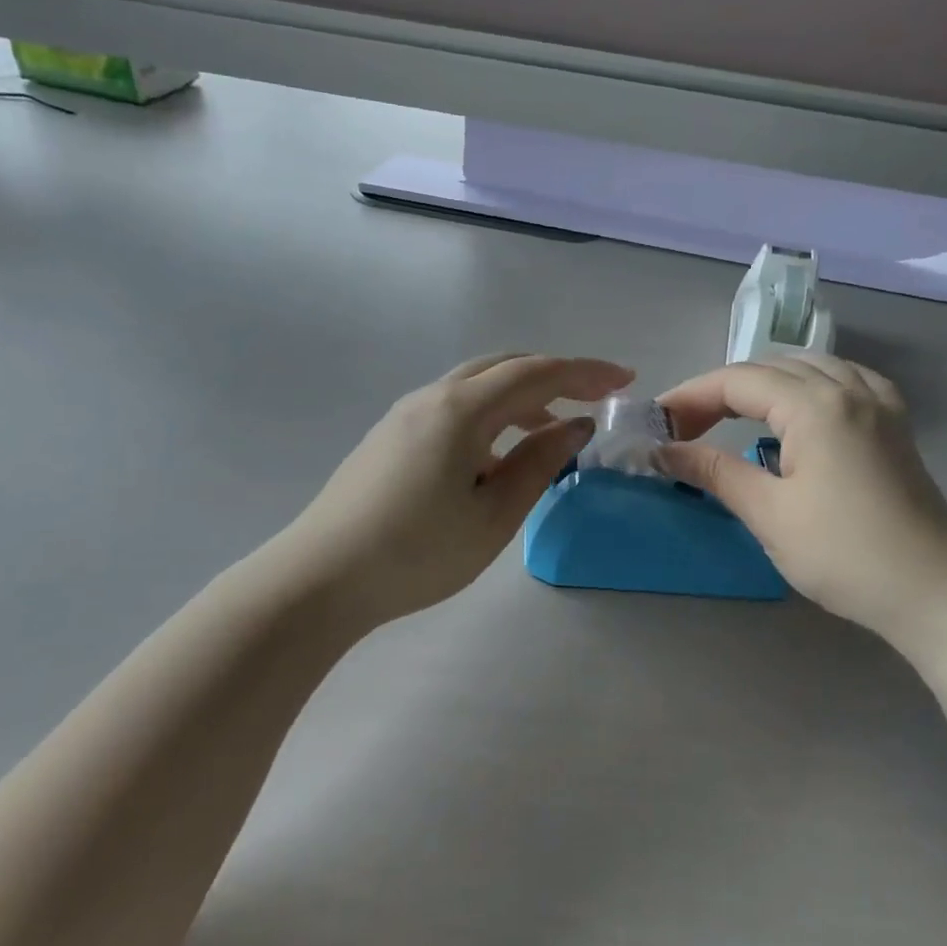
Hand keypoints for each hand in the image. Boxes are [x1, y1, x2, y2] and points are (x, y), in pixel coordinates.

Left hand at [274, 353, 633, 628]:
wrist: (320, 578)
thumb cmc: (417, 553)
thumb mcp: (493, 515)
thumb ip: (539, 463)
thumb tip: (575, 424)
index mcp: (461, 409)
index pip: (536, 373)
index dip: (586, 372)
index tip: (626, 379)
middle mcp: (432, 397)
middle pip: (504, 367)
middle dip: (555, 376)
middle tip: (595, 397)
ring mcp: (405, 414)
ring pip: (476, 386)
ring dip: (521, 397)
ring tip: (551, 431)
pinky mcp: (390, 436)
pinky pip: (453, 407)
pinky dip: (489, 415)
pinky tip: (496, 455)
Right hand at [657, 357, 946, 656]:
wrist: (934, 594)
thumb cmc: (844, 554)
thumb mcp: (769, 513)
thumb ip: (713, 471)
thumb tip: (662, 451)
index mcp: (816, 406)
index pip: (738, 381)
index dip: (690, 396)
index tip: (657, 423)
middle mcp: (849, 389)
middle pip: (771, 368)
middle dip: (722, 390)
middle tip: (687, 428)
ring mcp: (879, 404)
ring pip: (810, 367)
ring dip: (765, 383)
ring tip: (735, 415)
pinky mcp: (895, 426)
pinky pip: (847, 380)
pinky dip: (811, 384)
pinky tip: (803, 407)